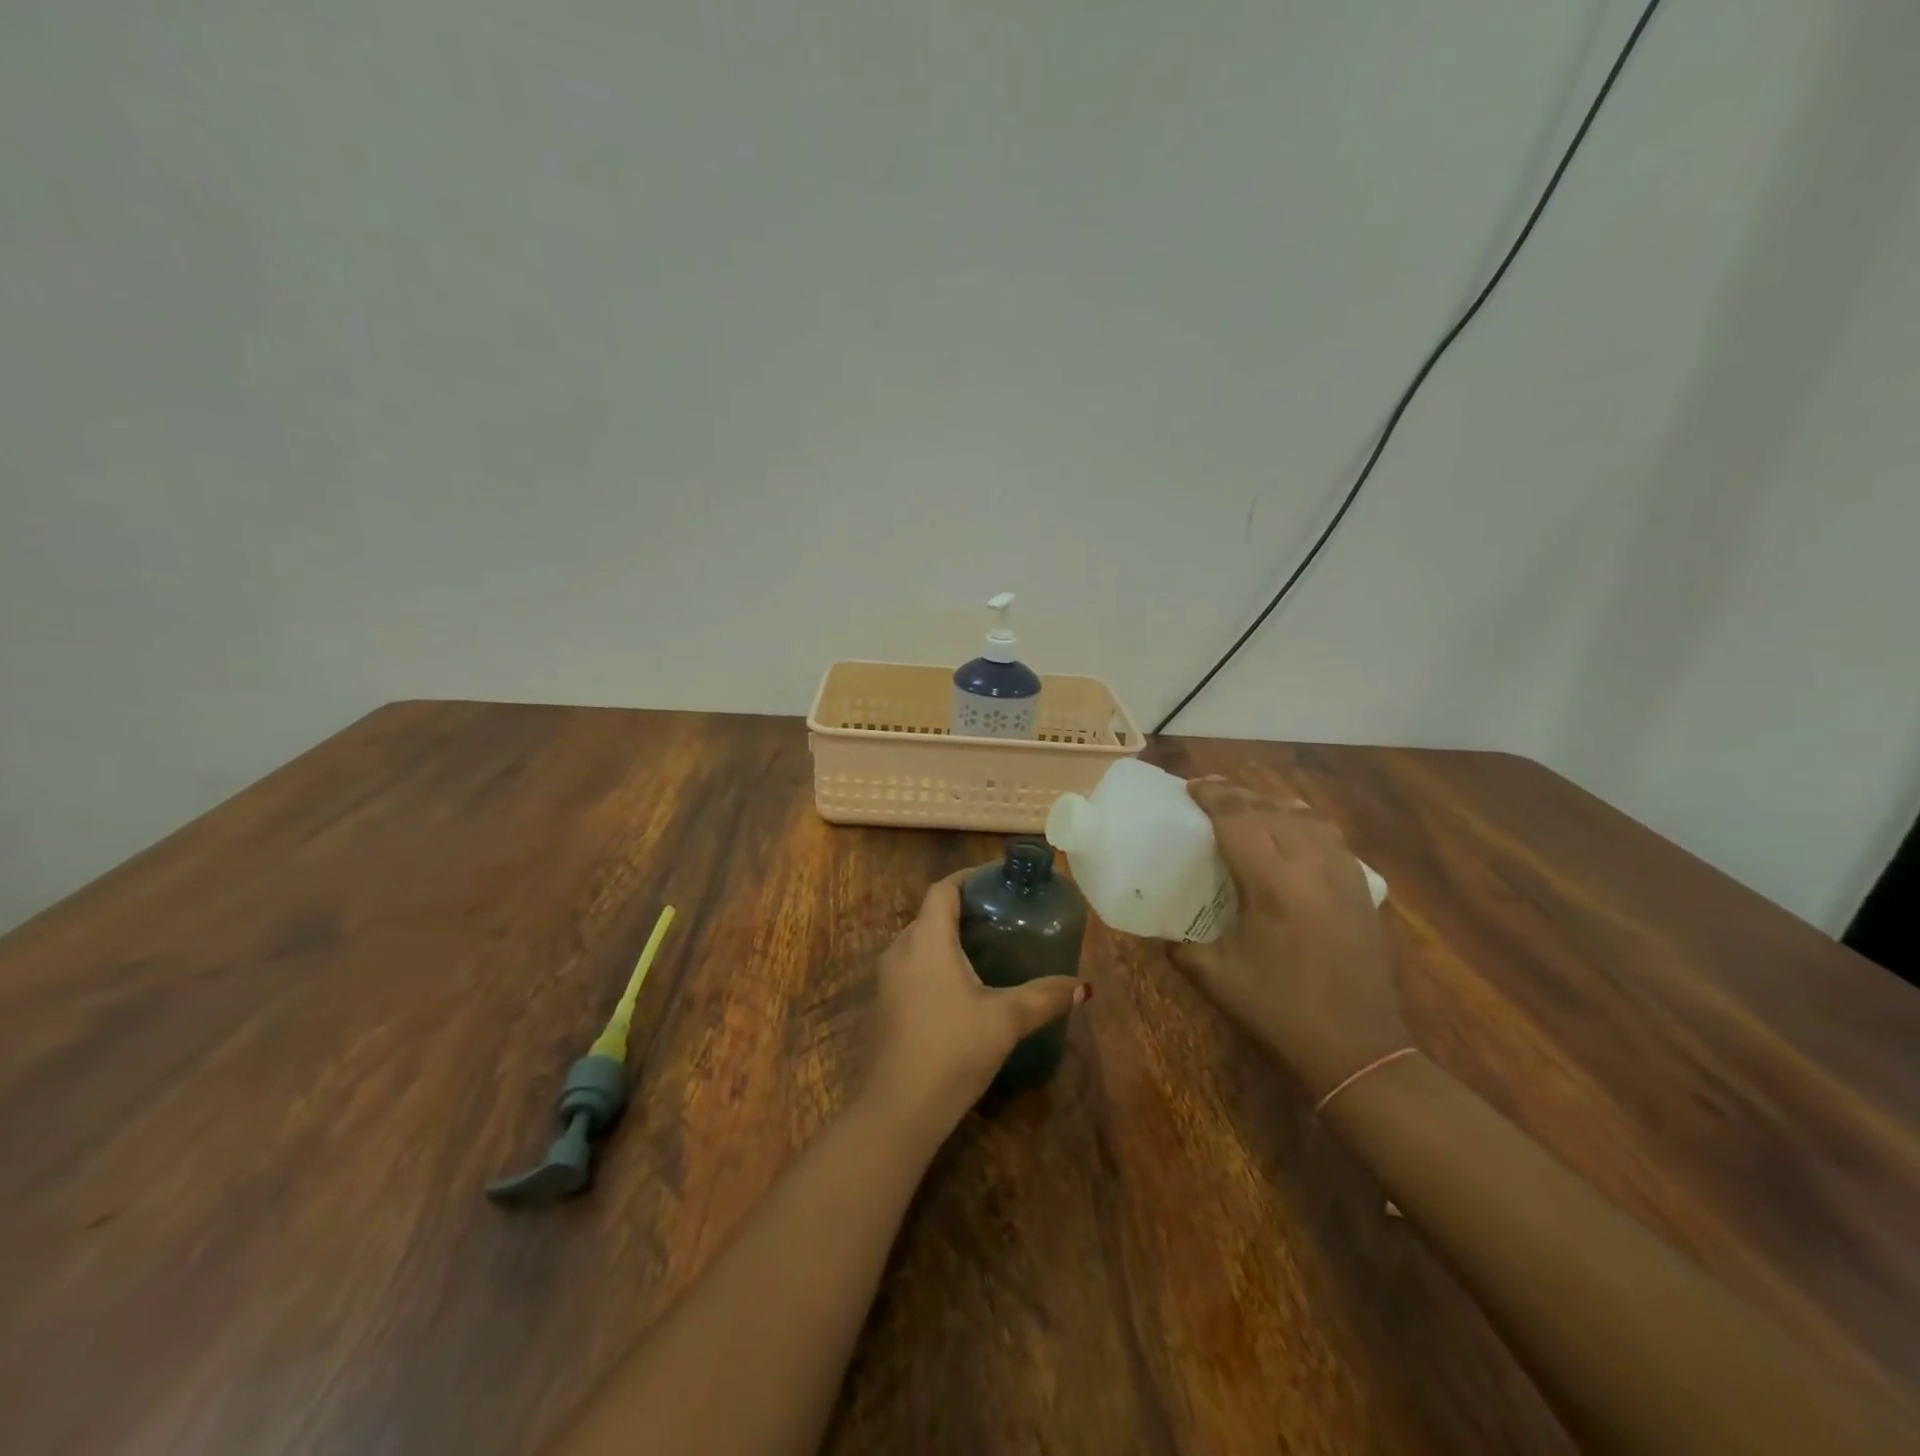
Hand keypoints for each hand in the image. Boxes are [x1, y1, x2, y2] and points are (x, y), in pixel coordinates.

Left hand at [862, 869, 1089, 1138]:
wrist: (898, 1108)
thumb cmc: (953, 1049)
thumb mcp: (1006, 1019)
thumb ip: (1045, 997)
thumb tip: (1084, 987)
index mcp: (927, 940)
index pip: (943, 890)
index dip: (968, 879)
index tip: (996, 880)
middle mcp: (900, 950)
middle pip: (930, 915)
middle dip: (962, 910)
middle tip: (1000, 916)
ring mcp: (887, 979)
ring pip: (919, 943)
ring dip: (947, 939)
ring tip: (985, 949)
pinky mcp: (884, 1005)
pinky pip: (911, 968)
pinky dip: (935, 964)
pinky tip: (961, 988)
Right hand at [1171, 778, 1410, 1100]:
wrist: (1357, 1048)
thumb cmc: (1279, 1011)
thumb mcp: (1216, 977)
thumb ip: (1182, 945)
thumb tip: (1165, 931)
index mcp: (1272, 883)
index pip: (1238, 817)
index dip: (1212, 795)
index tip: (1191, 787)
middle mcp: (1311, 866)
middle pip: (1270, 809)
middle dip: (1237, 795)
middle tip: (1209, 794)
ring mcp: (1343, 874)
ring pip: (1306, 816)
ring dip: (1272, 805)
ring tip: (1248, 808)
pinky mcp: (1361, 889)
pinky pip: (1330, 836)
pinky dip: (1303, 822)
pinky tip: (1292, 834)